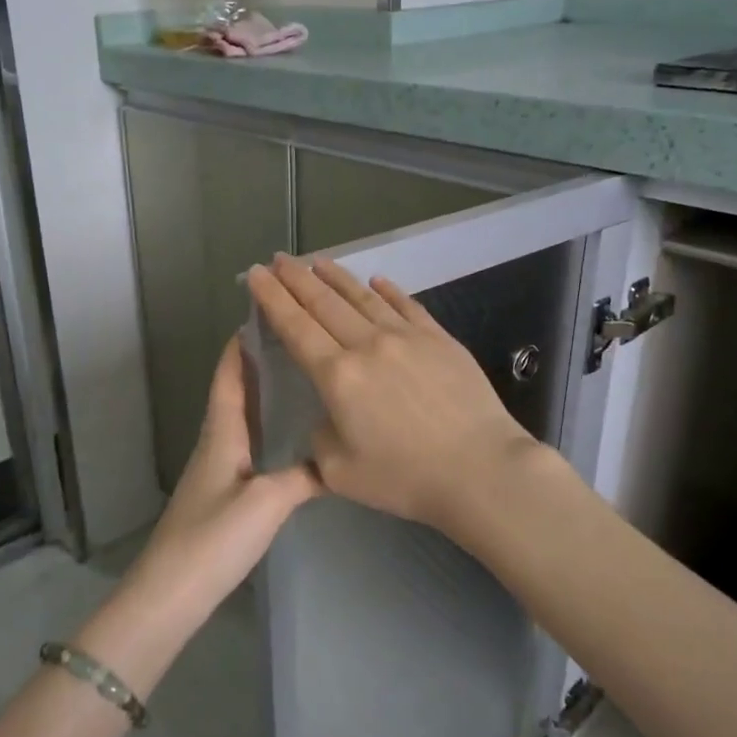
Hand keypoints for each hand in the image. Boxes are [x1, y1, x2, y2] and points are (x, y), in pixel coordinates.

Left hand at [120, 336, 321, 624]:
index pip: (228, 377)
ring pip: (240, 419)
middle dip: (256, 364)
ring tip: (297, 379)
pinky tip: (286, 438)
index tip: (262, 316)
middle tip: (293, 343)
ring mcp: (216, 470)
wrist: (171, 593)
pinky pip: (245, 446)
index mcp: (221, 434)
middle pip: (234, 393)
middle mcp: (215, 443)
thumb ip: (304, 477)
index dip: (240, 346)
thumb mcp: (268, 502)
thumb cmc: (214, 538)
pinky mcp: (221, 494)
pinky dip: (263, 429)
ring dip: (261, 395)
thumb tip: (336, 460)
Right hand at [247, 256, 541, 532]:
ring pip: (363, 297)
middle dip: (295, 278)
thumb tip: (329, 415)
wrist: (481, 470)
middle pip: (324, 303)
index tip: (255, 275)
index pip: (295, 326)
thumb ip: (320, 438)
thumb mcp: (340, 472)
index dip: (272, 298)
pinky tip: (377, 280)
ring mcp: (407, 337)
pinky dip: (388, 290)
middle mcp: (368, 344)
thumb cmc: (405, 478)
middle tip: (277, 258)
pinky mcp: (440, 339)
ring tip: (317, 261)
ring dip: (336, 276)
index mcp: (337, 376)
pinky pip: (407, 305)